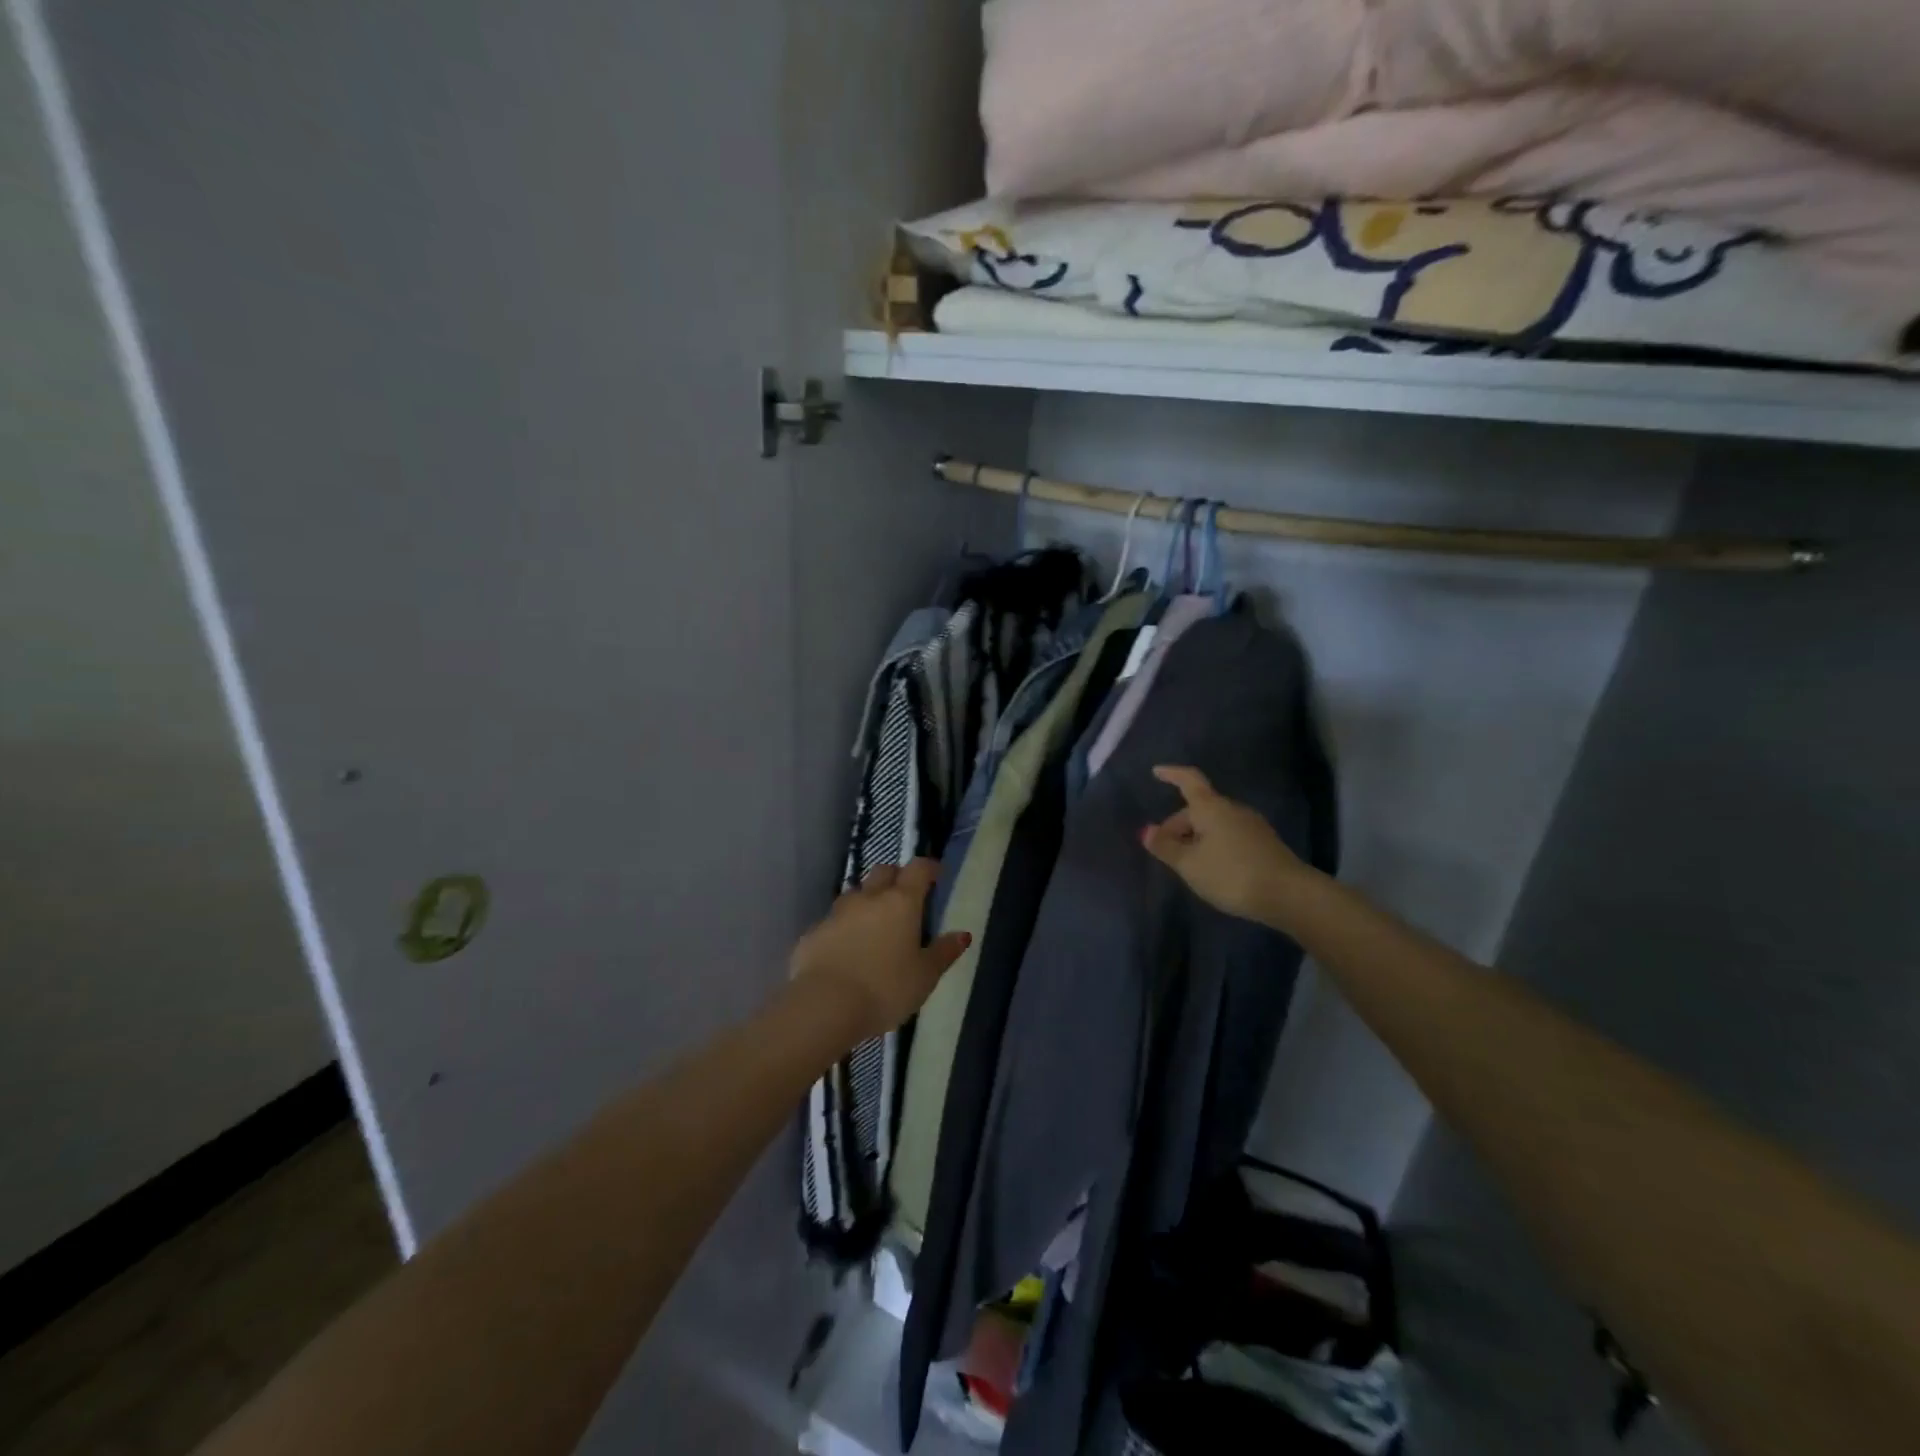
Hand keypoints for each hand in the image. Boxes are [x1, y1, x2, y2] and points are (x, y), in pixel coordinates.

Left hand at [789, 860, 971, 1042]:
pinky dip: (844, 928)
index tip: (936, 875)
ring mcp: (836, 913)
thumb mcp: (925, 976)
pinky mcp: (813, 933)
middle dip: (896, 877)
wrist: (824, 1006)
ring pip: (856, 894)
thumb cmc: (885, 989)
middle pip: (883, 872)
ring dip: (867, 901)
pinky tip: (847, 949)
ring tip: (875, 924)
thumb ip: (944, 952)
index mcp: (901, 902)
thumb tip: (962, 934)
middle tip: (906, 897)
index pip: (918, 869)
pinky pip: (833, 922)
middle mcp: (868, 898)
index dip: (929, 867)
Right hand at [1142, 766, 1306, 926]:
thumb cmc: (1231, 874)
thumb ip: (1166, 847)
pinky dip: (1214, 844)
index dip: (1172, 774)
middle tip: (1165, 850)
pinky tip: (1212, 868)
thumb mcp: (1190, 864)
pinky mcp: (1264, 843)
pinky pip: (1229, 835)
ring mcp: (1252, 825)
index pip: (1188, 780)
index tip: (1156, 772)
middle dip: (1179, 825)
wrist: (1288, 894)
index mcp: (1211, 807)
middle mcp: (1232, 809)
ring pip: (1215, 823)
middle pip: (1199, 808)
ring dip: (1196, 837)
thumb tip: (1146, 830)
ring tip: (1187, 863)